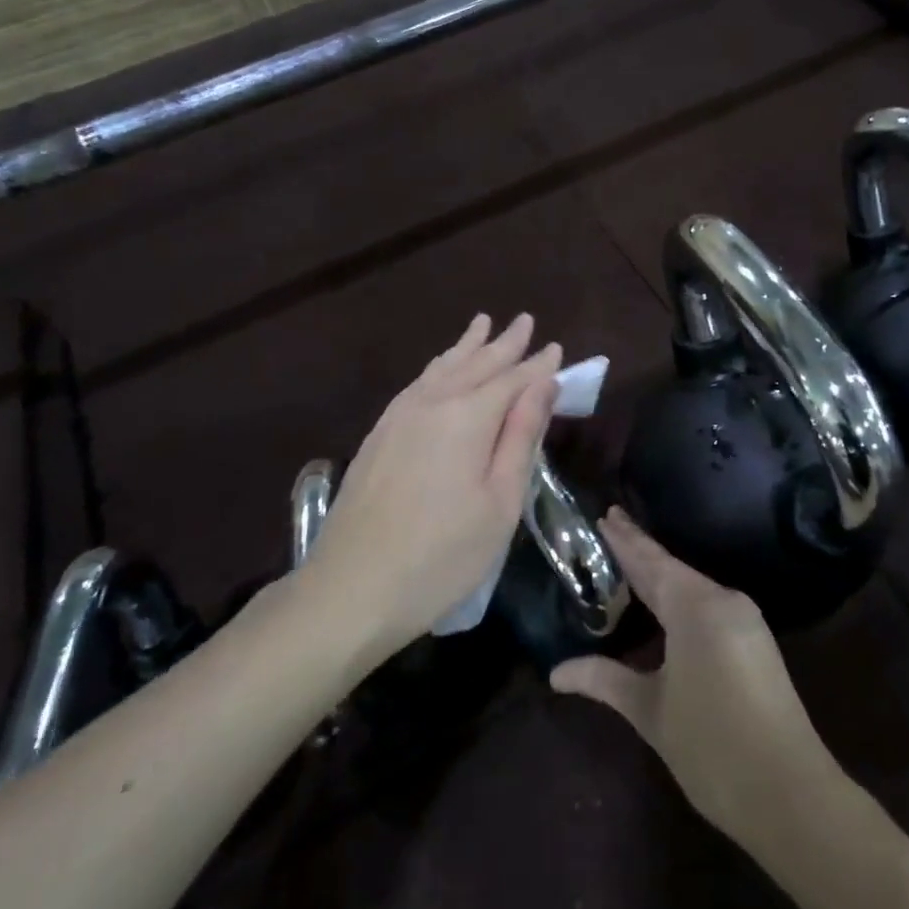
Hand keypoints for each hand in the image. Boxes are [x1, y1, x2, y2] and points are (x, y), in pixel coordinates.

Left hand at [302, 313, 561, 659]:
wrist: (350, 589)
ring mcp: (398, 417)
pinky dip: (438, 367)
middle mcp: (432, 404)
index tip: (558, 348)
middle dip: (504, 343)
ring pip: (442, 368)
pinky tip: (441, 369)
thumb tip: (543, 386)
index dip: (538, 365)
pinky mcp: (378, 435)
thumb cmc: (441, 556)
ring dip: (467, 346)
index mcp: (467, 419)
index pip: (513, 380)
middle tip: (525, 320)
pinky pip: (417, 383)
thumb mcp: (499, 503)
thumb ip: (521, 438)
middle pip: (476, 364)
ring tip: (483, 324)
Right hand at [550, 510, 838, 847]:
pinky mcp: (755, 642)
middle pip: (672, 568)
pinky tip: (665, 604)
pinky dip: (680, 598)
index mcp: (695, 606)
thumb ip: (605, 680)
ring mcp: (744, 620)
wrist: (791, 795)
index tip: (605, 514)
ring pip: (692, 587)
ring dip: (661, 575)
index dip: (625, 539)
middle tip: (611, 525)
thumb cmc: (712, 746)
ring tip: (630, 561)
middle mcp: (723, 600)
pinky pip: (708, 605)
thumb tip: (556, 672)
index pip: (650, 561)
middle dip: (640, 550)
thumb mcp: (650, 711)